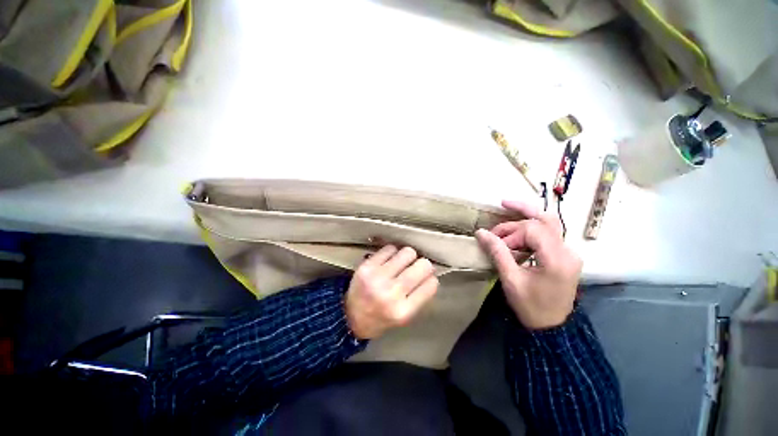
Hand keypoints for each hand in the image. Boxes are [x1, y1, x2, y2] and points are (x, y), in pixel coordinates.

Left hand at [345, 246, 438, 338]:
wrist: (350, 317)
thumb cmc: (382, 319)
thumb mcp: (405, 317)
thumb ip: (419, 297)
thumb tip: (431, 273)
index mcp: (404, 311)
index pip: (431, 285)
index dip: (431, 279)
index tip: (426, 280)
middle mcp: (391, 294)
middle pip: (422, 266)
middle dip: (423, 266)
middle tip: (416, 269)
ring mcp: (377, 279)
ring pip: (407, 253)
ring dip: (409, 257)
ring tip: (402, 264)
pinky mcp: (366, 267)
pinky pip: (389, 249)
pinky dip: (393, 253)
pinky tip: (390, 261)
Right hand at [475, 200, 581, 329]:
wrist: (552, 327)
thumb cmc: (531, 309)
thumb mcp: (512, 282)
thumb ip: (499, 254)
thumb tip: (481, 233)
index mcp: (556, 259)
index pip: (533, 230)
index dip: (512, 232)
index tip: (496, 243)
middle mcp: (568, 251)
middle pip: (547, 218)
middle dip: (523, 211)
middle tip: (502, 205)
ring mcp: (571, 253)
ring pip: (552, 223)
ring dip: (532, 217)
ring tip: (511, 212)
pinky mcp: (569, 256)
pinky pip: (554, 235)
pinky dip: (538, 231)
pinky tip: (523, 234)